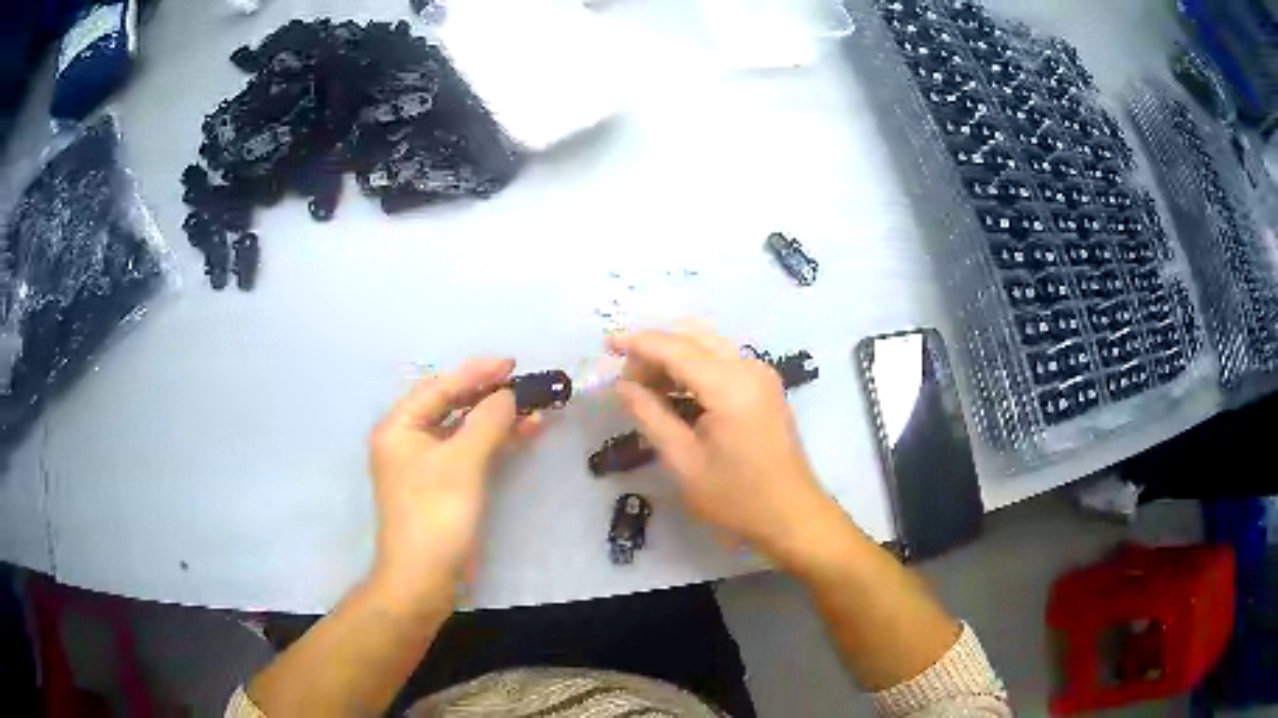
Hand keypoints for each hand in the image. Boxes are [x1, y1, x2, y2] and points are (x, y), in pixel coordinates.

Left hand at [368, 359, 522, 603]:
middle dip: (489, 395)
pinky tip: (523, 434)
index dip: (477, 373)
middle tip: (525, 383)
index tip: (512, 364)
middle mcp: (408, 439)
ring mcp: (426, 464)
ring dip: (497, 419)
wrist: (425, 578)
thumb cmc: (435, 514)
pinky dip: (495, 443)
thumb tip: (509, 395)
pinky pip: (470, 452)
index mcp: (400, 426)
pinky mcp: (443, 485)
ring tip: (535, 408)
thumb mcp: (462, 462)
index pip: (439, 388)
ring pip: (464, 430)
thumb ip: (487, 421)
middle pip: (452, 406)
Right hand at [609, 329, 843, 563]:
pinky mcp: (764, 387)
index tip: (606, 345)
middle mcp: (749, 368)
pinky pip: (722, 361)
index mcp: (730, 385)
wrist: (792, 516)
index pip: (675, 348)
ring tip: (644, 388)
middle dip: (655, 350)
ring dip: (674, 357)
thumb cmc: (736, 498)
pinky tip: (674, 393)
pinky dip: (694, 368)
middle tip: (625, 380)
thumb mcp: (683, 461)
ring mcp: (761, 375)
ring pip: (708, 346)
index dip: (638, 343)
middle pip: (693, 338)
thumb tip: (622, 386)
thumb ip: (650, 416)